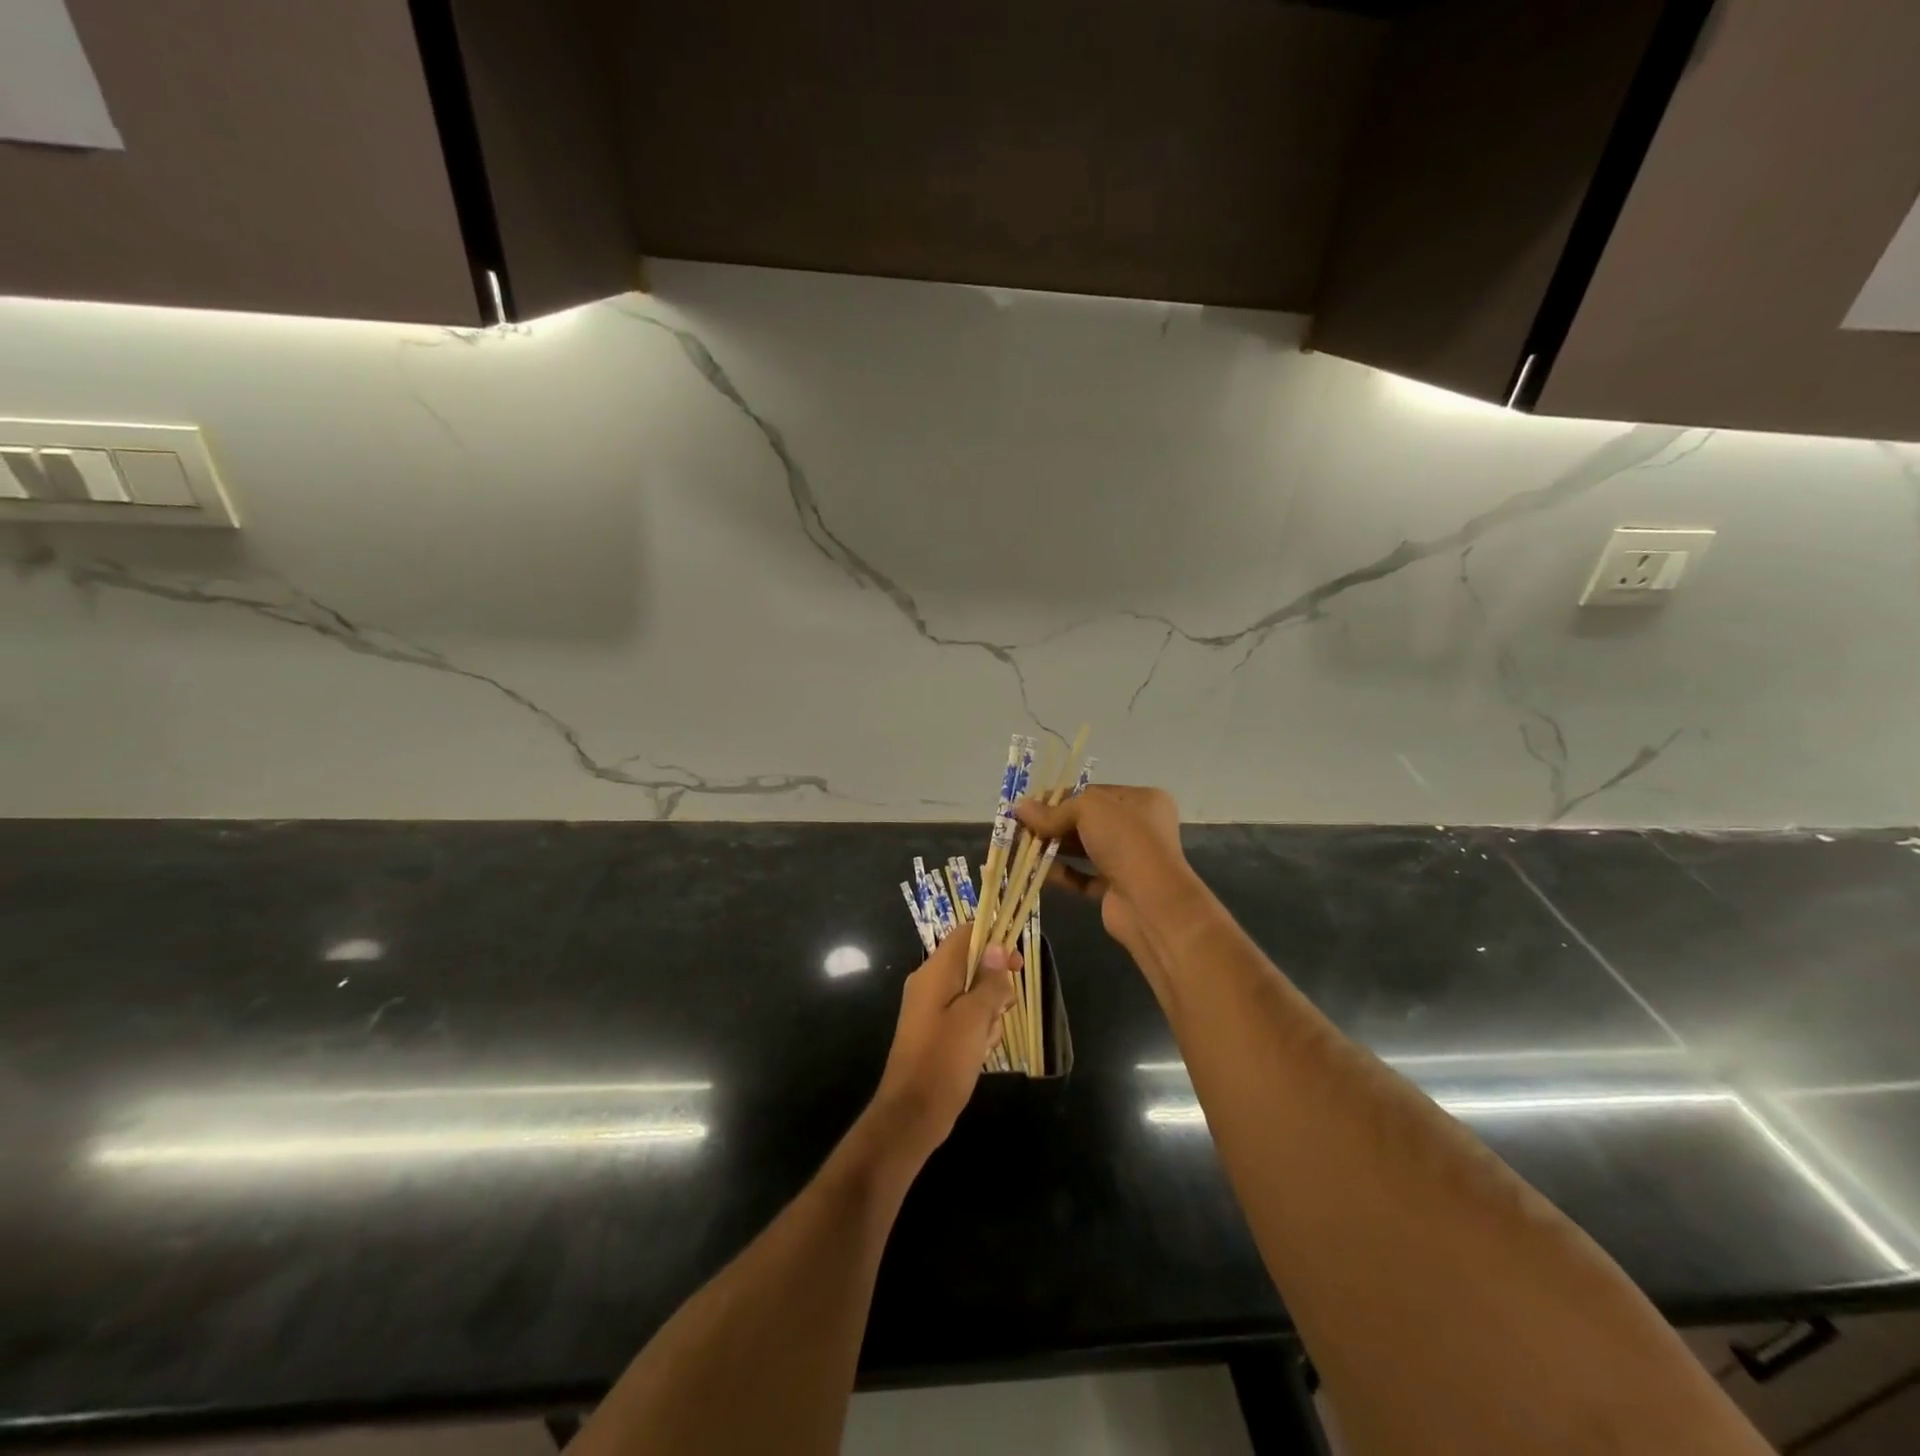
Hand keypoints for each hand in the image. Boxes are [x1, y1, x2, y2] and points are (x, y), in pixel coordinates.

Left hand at [869, 932, 1018, 1160]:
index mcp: (934, 972)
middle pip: (971, 964)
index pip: (965, 934)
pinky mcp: (935, 1031)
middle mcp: (929, 984)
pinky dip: (978, 1029)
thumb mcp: (975, 1017)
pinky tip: (981, 1051)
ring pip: (972, 993)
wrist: (912, 1114)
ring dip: (988, 1012)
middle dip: (994, 985)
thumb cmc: (944, 1060)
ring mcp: (931, 1009)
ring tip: (987, 1038)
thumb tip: (997, 947)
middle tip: (1003, 1009)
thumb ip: (989, 981)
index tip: (1016, 963)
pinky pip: (964, 1016)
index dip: (993, 940)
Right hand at [1013, 784, 1197, 965]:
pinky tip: (1039, 872)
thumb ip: (1053, 810)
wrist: (1152, 903)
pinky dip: (1063, 873)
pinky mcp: (1117, 888)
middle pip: (1087, 821)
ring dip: (1055, 848)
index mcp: (1142, 800)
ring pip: (1084, 849)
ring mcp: (1129, 860)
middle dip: (1054, 823)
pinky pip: (1084, 877)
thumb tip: (1018, 807)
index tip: (1030, 805)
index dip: (1061, 797)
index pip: (1094, 793)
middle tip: (1022, 828)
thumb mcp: (1088, 810)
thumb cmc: (1126, 842)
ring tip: (1024, 848)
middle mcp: (1139, 828)